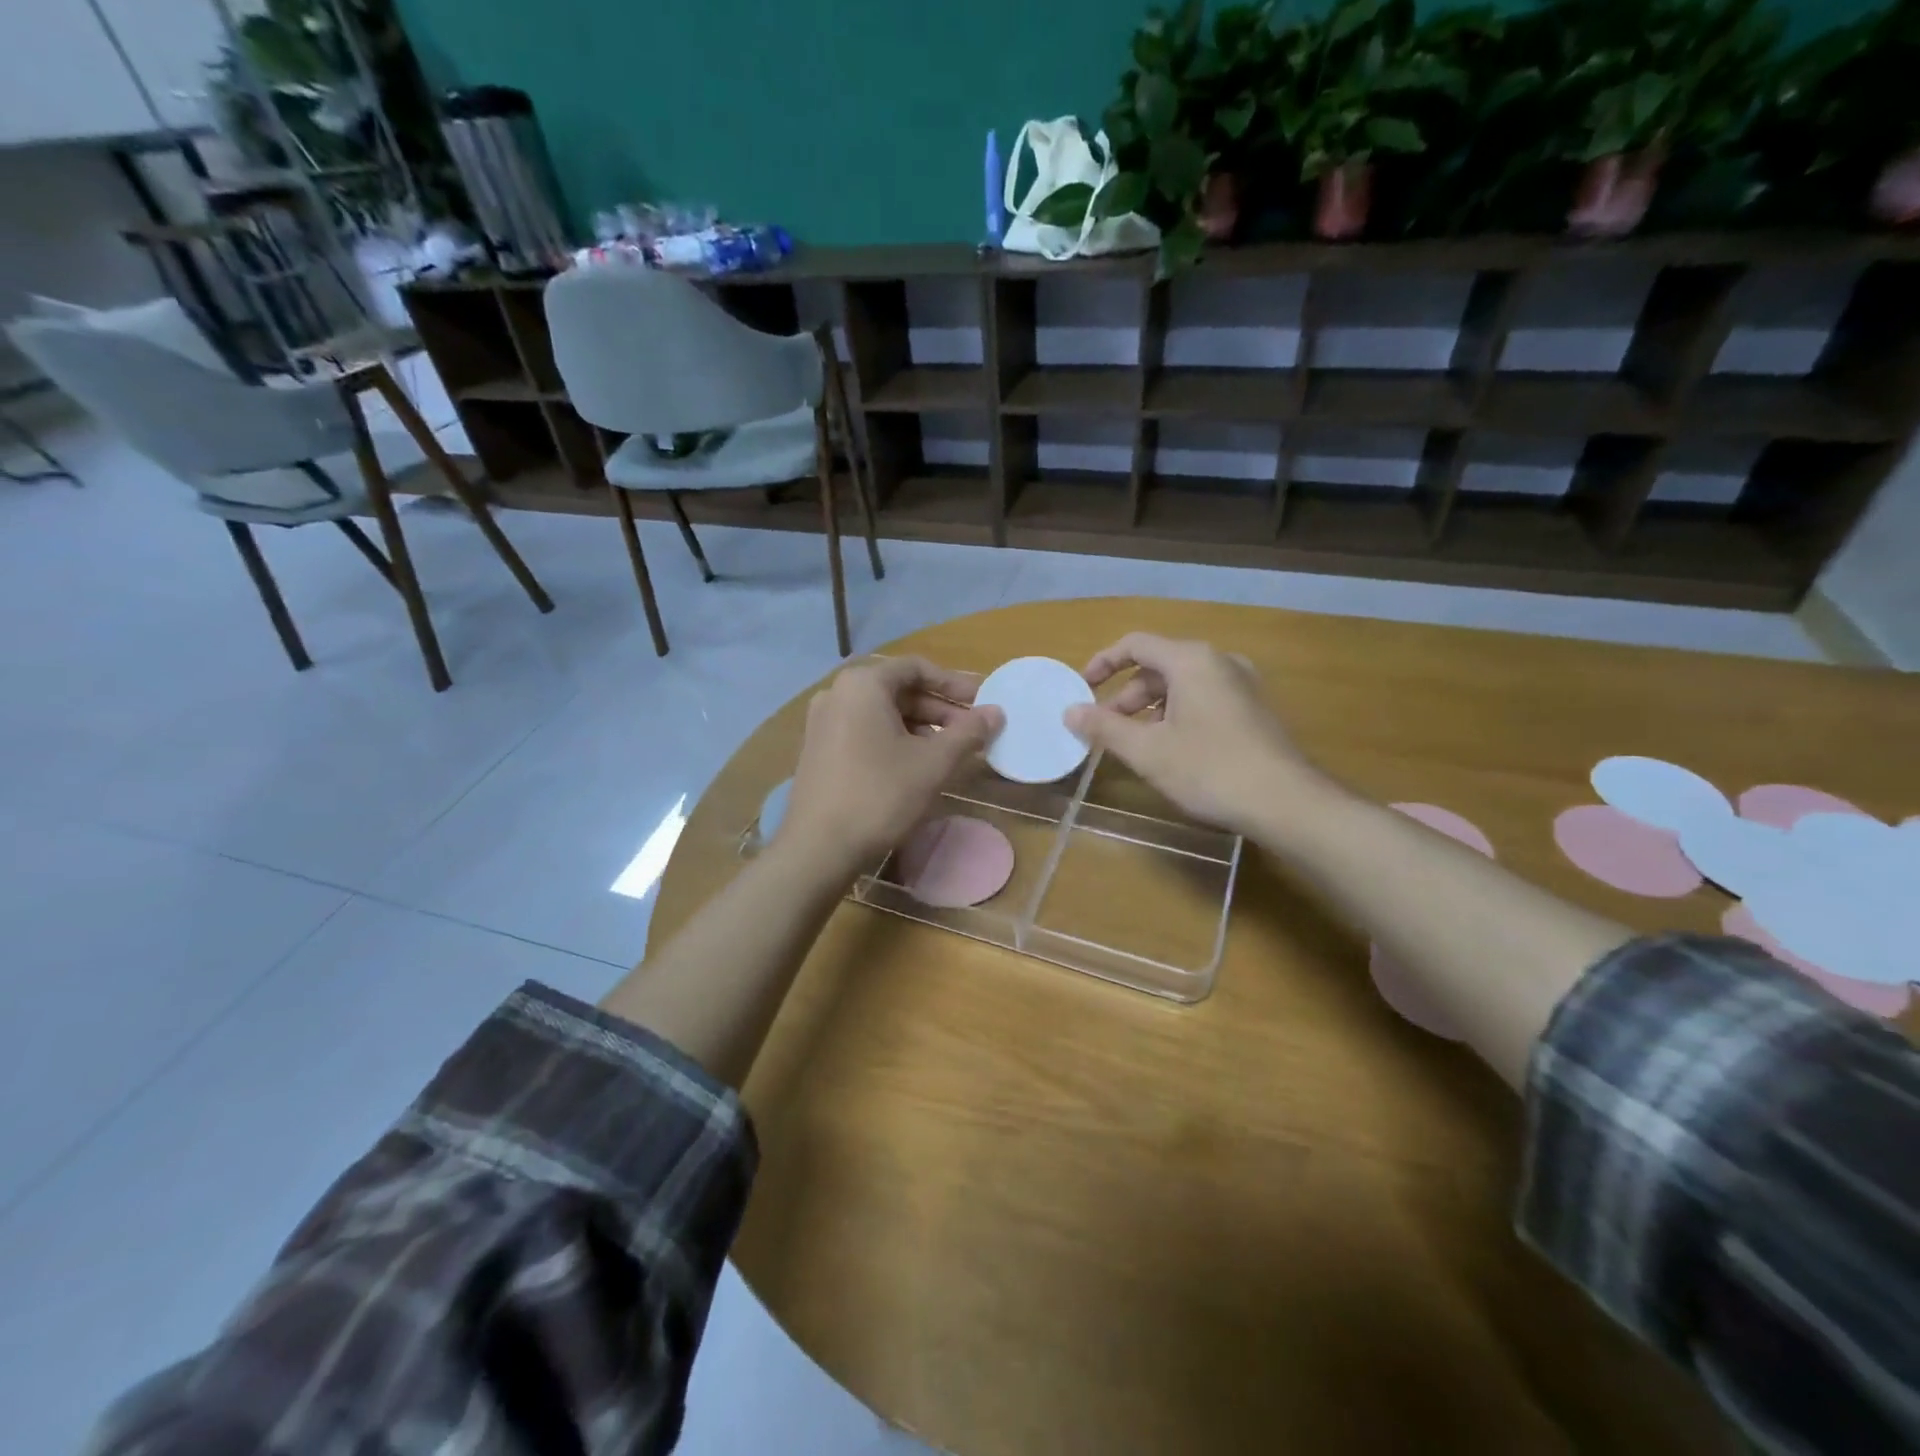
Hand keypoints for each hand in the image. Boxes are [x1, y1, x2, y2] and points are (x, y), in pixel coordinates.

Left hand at [781, 656, 1002, 877]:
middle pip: (899, 689)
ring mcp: (823, 722)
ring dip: (920, 726)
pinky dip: (895, 739)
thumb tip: (997, 713)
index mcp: (862, 684)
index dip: (954, 683)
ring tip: (950, 751)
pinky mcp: (818, 750)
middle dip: (939, 708)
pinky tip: (917, 765)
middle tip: (972, 731)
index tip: (982, 702)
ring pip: (882, 713)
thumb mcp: (933, 763)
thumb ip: (968, 732)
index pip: (917, 668)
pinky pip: (864, 731)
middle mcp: (837, 693)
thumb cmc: (880, 795)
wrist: (819, 847)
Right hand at [1065, 633, 1322, 835]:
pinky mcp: (1253, 708)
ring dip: (1150, 708)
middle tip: (1105, 728)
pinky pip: (1203, 698)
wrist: (1285, 802)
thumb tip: (1070, 712)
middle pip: (1159, 666)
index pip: (1136, 644)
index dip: (1103, 662)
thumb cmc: (1209, 769)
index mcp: (1191, 660)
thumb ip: (1104, 727)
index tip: (1082, 688)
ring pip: (1182, 685)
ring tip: (1134, 743)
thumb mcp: (1147, 751)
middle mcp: (1219, 662)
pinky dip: (1176, 714)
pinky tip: (1170, 749)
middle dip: (1125, 695)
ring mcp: (1241, 684)